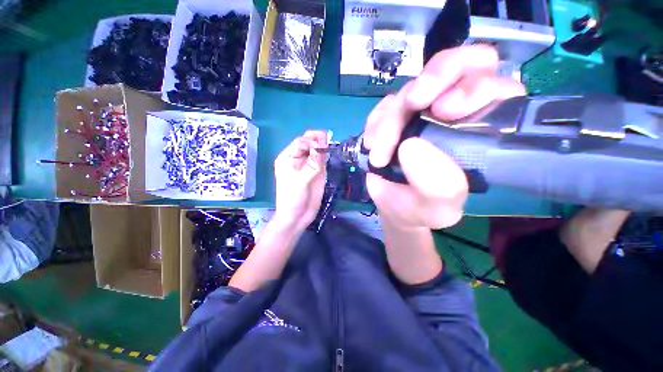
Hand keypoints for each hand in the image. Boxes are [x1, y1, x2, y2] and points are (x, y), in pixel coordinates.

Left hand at [272, 131, 327, 231]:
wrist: (297, 216)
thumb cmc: (292, 199)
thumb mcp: (300, 182)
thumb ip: (311, 165)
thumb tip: (320, 148)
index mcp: (288, 158)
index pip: (300, 143)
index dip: (311, 142)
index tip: (320, 149)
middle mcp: (298, 159)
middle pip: (308, 143)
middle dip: (318, 140)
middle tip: (327, 142)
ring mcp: (308, 165)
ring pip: (316, 149)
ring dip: (323, 146)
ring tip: (329, 147)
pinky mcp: (316, 172)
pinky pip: (322, 159)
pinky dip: (326, 155)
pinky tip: (329, 153)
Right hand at [363, 45, 526, 228]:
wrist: (394, 206)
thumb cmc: (424, 207)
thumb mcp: (438, 208)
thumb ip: (438, 186)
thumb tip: (411, 146)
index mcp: (483, 129)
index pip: (493, 85)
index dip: (471, 87)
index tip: (443, 112)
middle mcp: (454, 111)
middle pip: (455, 64)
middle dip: (432, 78)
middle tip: (411, 104)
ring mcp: (421, 110)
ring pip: (408, 89)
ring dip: (389, 121)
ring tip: (380, 155)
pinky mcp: (395, 115)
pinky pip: (383, 106)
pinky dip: (375, 125)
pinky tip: (373, 147)